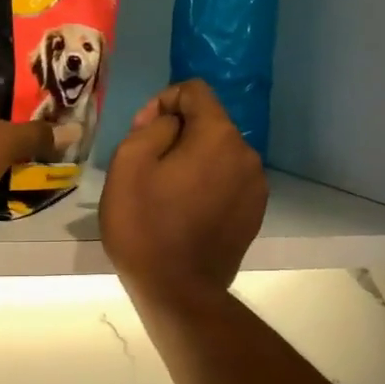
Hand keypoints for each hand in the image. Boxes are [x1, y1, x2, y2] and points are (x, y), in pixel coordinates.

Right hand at [101, 79, 266, 301]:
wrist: (178, 291)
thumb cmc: (145, 226)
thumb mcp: (128, 164)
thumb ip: (152, 127)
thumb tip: (170, 123)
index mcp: (218, 136)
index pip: (194, 91)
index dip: (162, 102)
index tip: (141, 134)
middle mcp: (247, 154)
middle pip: (208, 123)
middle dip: (177, 134)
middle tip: (146, 167)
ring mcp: (255, 186)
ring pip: (218, 154)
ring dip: (192, 161)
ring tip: (165, 193)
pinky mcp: (254, 213)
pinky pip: (227, 182)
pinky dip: (206, 185)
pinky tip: (185, 212)